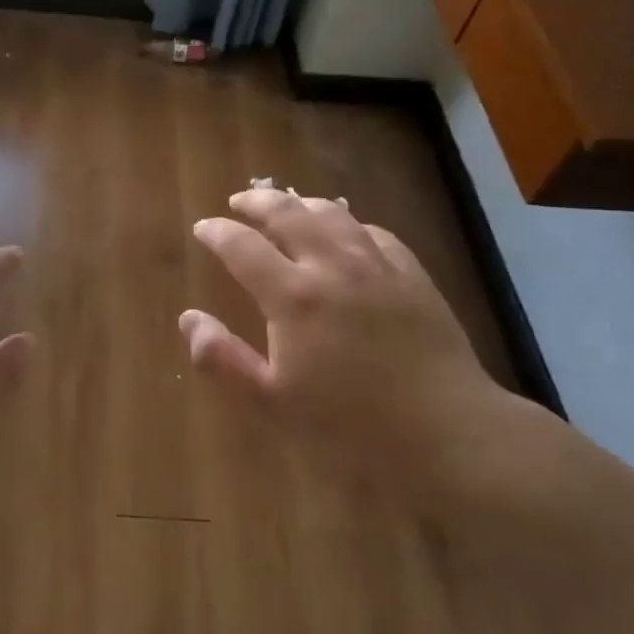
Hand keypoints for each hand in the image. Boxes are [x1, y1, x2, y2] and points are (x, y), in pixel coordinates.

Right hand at [181, 188, 503, 496]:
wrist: (446, 432)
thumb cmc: (349, 426)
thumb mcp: (270, 403)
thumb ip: (222, 359)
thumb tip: (188, 318)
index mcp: (293, 296)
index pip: (242, 247)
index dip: (217, 232)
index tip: (203, 227)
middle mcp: (333, 267)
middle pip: (288, 214)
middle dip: (257, 202)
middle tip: (239, 201)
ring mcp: (377, 267)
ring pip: (333, 215)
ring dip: (301, 203)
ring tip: (286, 203)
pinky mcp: (412, 276)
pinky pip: (375, 233)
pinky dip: (349, 223)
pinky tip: (346, 230)